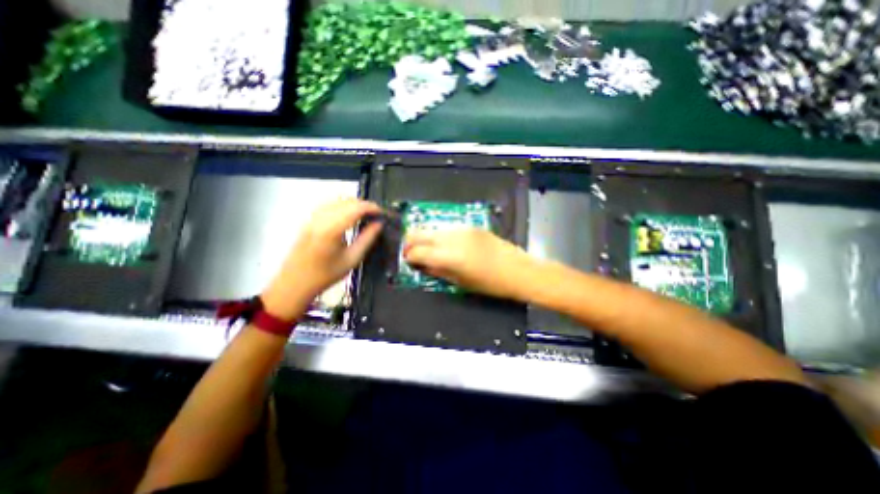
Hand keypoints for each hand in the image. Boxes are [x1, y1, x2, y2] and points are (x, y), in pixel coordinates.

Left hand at [262, 199, 383, 320]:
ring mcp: (312, 217)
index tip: (382, 213)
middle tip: (377, 215)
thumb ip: (367, 239)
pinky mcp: (309, 220)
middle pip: (347, 201)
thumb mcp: (352, 259)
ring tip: (366, 214)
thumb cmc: (326, 274)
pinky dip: (342, 206)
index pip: (355, 208)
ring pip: (337, 200)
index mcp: (331, 229)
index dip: (371, 207)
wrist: (295, 283)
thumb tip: (379, 224)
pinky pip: (329, 205)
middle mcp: (320, 218)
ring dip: (354, 204)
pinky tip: (349, 215)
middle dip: (364, 205)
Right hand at [404, 227, 535, 299]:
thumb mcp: (461, 283)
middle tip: (411, 252)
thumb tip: (422, 265)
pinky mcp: (471, 226)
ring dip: (426, 238)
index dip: (409, 256)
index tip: (408, 261)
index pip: (418, 251)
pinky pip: (448, 229)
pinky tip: (447, 245)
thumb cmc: (490, 284)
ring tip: (430, 249)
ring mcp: (462, 229)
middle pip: (419, 233)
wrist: (518, 270)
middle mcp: (452, 238)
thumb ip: (437, 271)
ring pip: (433, 229)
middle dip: (411, 242)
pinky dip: (441, 236)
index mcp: (449, 256)